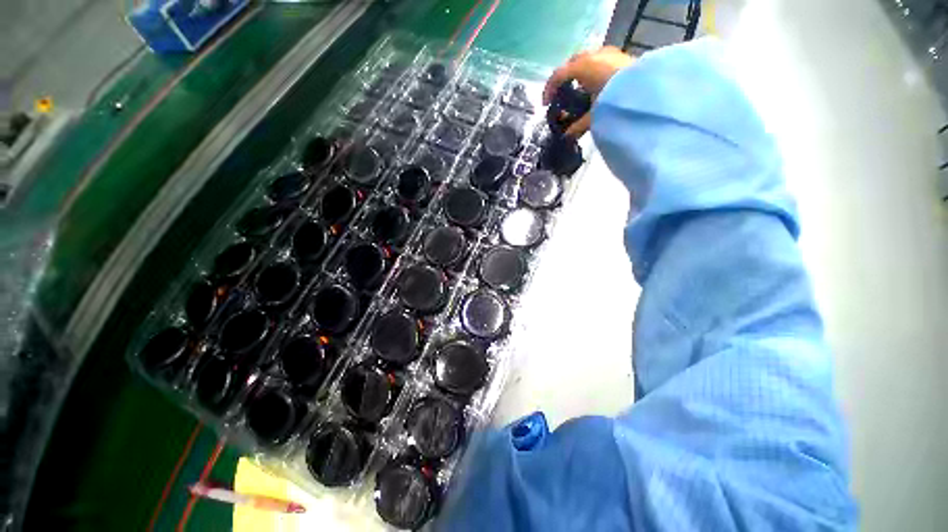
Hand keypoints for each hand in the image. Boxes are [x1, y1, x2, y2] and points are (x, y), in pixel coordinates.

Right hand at [543, 46, 634, 136]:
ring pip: (585, 60)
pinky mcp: (619, 56)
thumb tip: (566, 137)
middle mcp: (594, 55)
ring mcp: (608, 53)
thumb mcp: (593, 115)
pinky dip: (591, 72)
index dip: (548, 90)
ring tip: (577, 90)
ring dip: (577, 74)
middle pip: (571, 64)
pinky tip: (593, 85)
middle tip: (560, 94)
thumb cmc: (615, 101)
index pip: (558, 75)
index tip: (545, 104)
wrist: (647, 91)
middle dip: (563, 79)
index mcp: (583, 67)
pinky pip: (598, 60)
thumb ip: (577, 125)